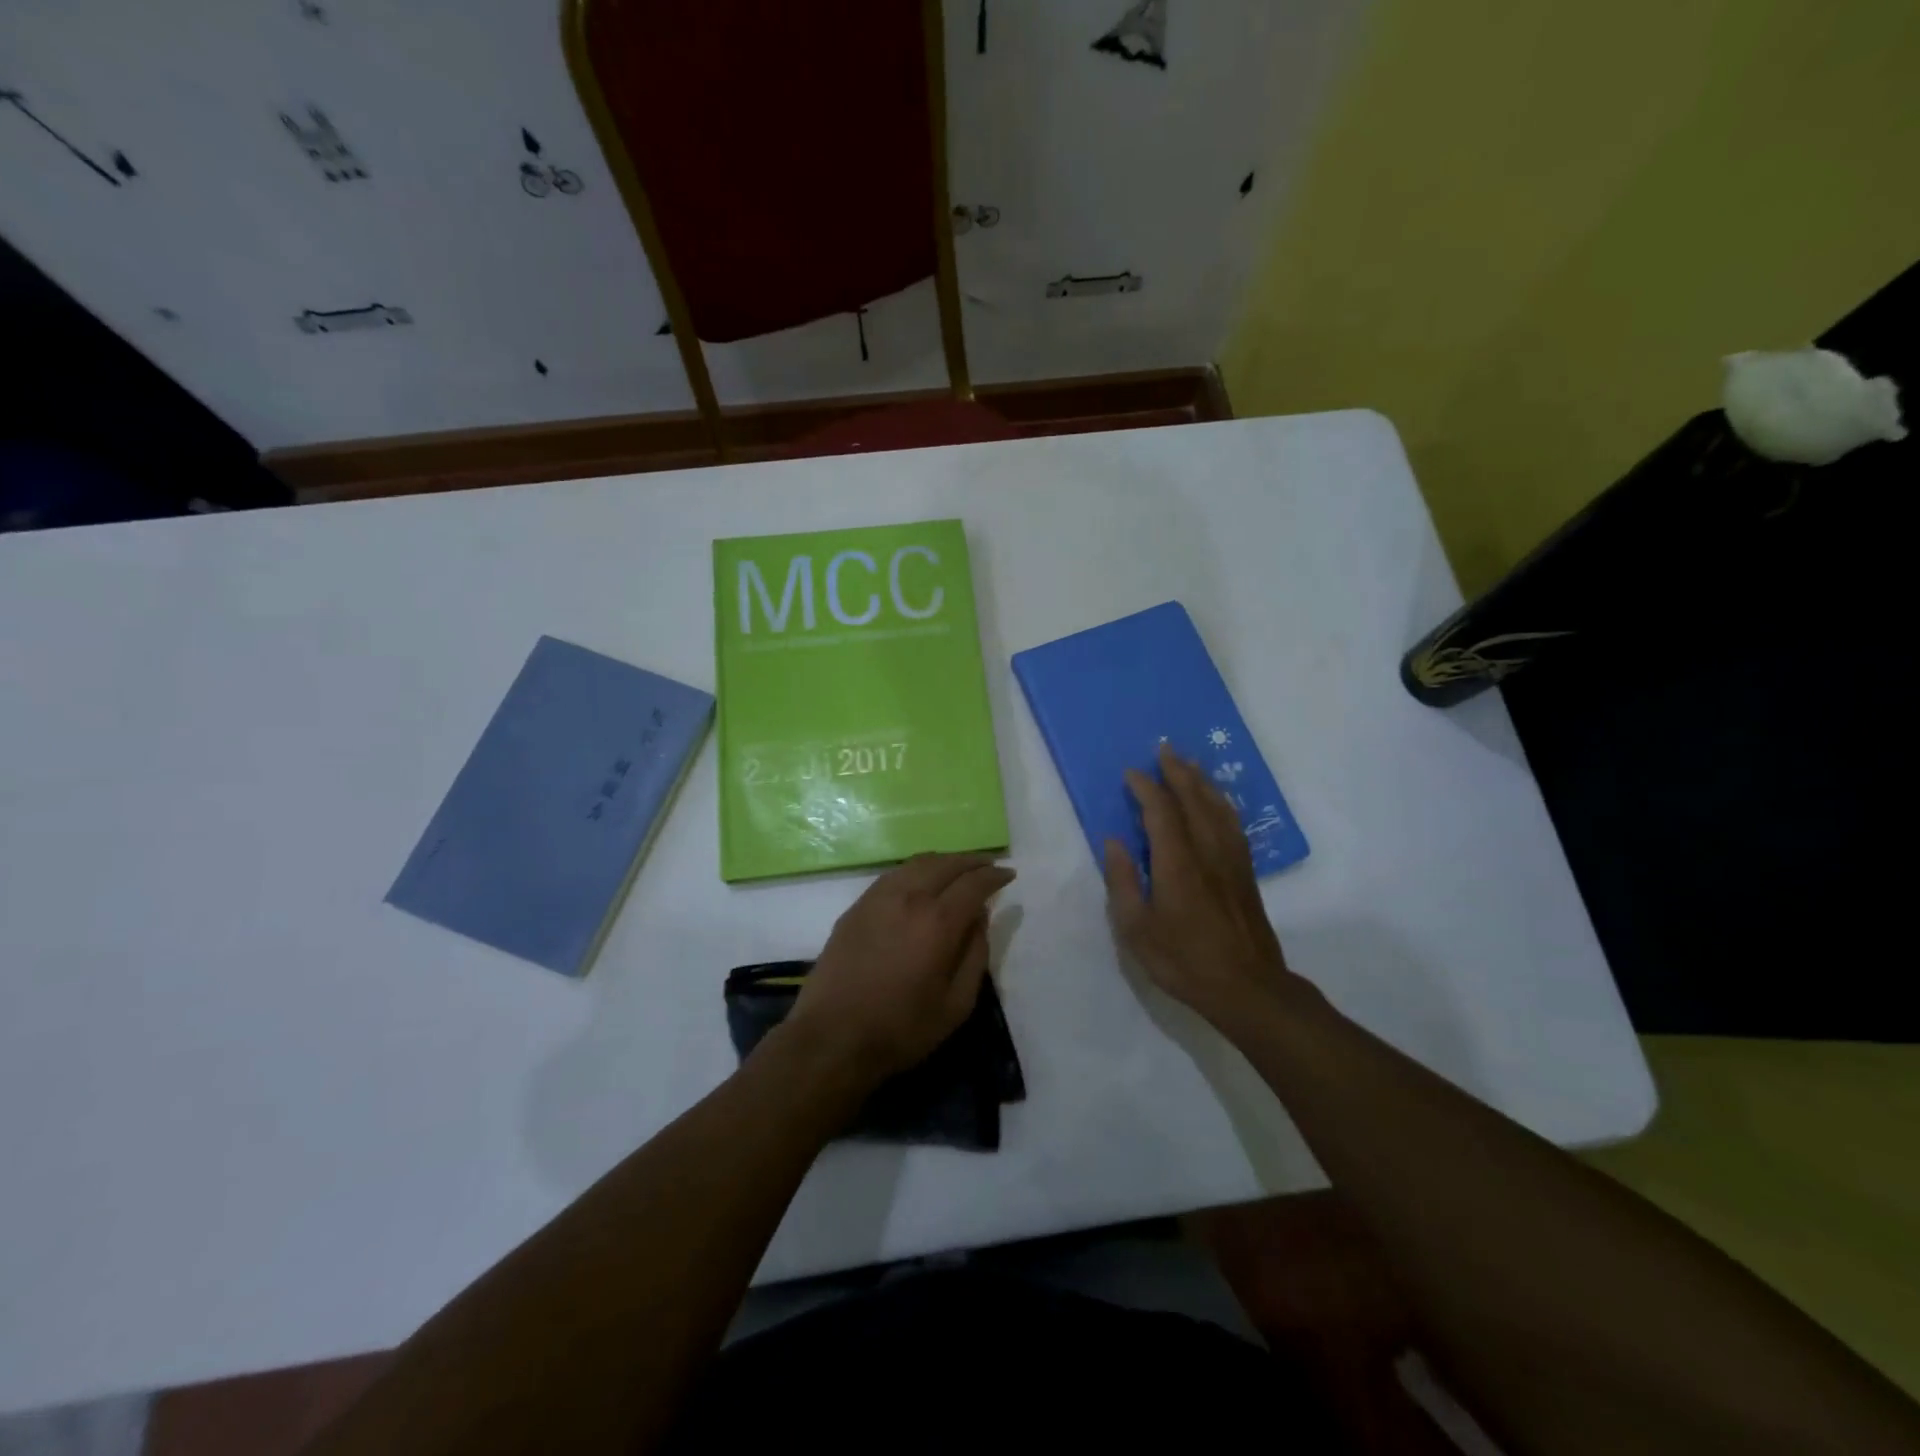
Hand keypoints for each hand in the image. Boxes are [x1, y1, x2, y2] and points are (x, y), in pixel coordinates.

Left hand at [783, 852, 1015, 1085]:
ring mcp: (878, 897)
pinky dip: (917, 870)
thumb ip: (975, 955)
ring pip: (918, 863)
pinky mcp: (857, 906)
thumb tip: (980, 918)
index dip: (994, 876)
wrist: (832, 1036)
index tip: (1008, 875)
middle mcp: (909, 897)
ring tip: (957, 870)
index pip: (974, 883)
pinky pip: (895, 874)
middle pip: (946, 864)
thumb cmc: (901, 1028)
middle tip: (987, 866)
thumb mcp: (956, 1004)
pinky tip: (921, 881)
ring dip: (944, 861)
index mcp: (938, 921)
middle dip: (972, 861)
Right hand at [1102, 743, 1312, 1032]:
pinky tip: (1217, 802)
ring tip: (1190, 764)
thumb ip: (1122, 882)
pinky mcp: (1245, 873)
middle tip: (1164, 749)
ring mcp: (1231, 860)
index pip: (1161, 811)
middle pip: (1194, 799)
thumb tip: (1114, 842)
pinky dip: (1222, 804)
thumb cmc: (1184, 961)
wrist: (1248, 988)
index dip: (1146, 787)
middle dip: (1177, 771)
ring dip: (1201, 781)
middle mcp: (1208, 851)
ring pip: (1218, 807)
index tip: (1131, 773)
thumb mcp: (1137, 929)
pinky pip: (1233, 824)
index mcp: (1177, 863)